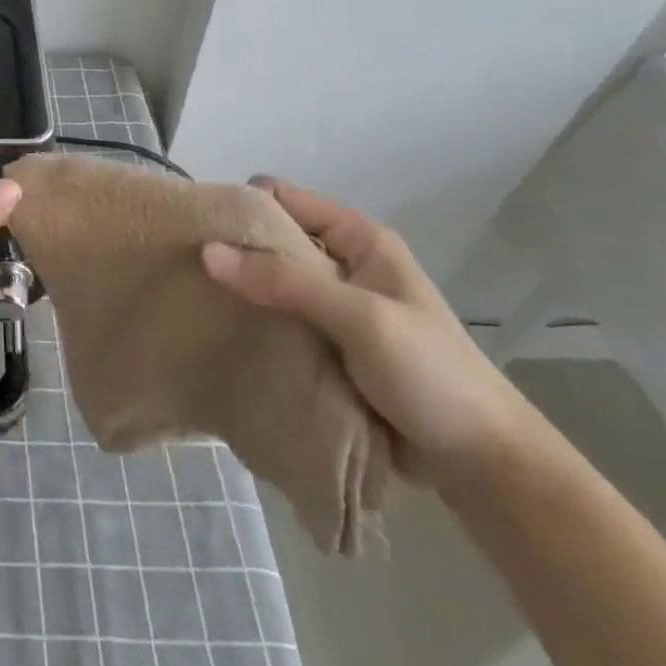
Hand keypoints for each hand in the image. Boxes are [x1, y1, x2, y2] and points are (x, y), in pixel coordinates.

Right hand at [201, 176, 540, 486]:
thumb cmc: (432, 376)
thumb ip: (286, 282)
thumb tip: (206, 251)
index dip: (242, 205)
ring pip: (267, 283)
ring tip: (189, 298)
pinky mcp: (321, 347)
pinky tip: (216, 331)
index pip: (283, 198)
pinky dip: (248, 323)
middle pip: (271, 239)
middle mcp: (340, 264)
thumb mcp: (361, 319)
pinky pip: (273, 322)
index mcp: (358, 240)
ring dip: (237, 291)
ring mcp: (330, 308)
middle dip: (231, 250)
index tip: (196, 226)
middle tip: (182, 265)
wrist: (483, 467)